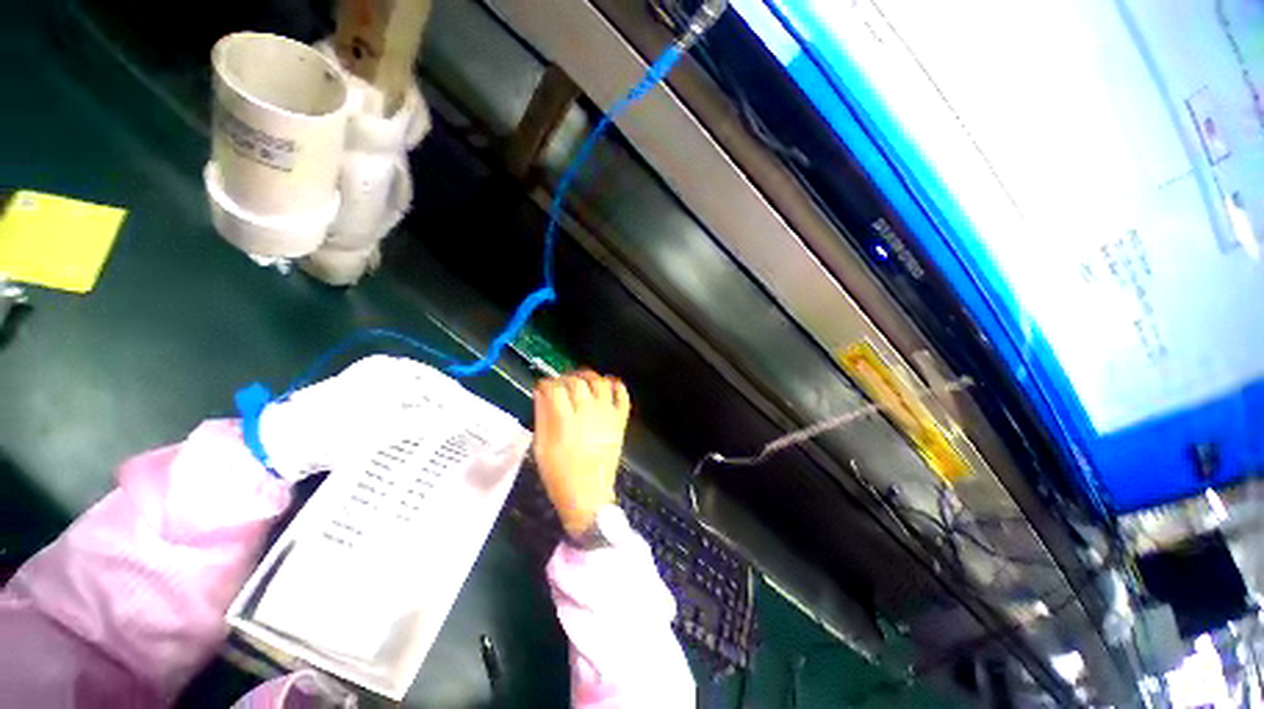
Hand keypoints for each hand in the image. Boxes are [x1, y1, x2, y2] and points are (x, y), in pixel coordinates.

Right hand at [533, 371, 630, 537]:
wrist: (588, 495)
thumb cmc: (559, 475)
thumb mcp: (541, 448)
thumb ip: (541, 417)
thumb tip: (540, 394)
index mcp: (566, 421)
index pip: (556, 389)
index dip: (546, 383)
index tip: (542, 385)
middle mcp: (588, 413)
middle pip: (577, 382)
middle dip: (565, 378)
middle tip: (559, 383)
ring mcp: (607, 416)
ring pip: (601, 383)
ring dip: (589, 376)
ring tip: (581, 379)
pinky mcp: (620, 422)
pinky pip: (623, 397)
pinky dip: (617, 386)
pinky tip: (607, 383)